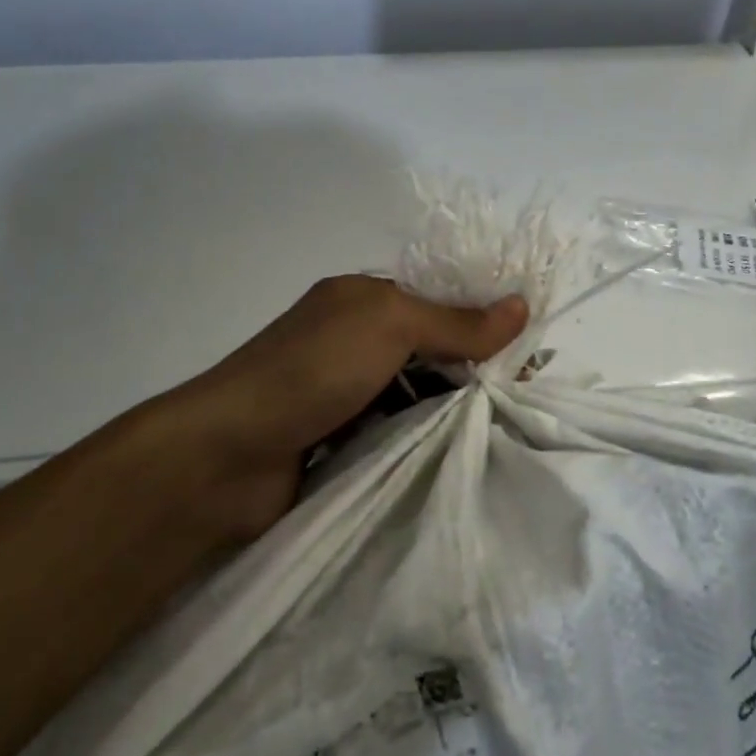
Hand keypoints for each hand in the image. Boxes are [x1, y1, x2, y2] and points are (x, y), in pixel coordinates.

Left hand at [154, 276, 527, 541]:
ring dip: (452, 406)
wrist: (227, 456)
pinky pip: (399, 430)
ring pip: (418, 392)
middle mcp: (357, 339)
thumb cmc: (313, 370)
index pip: (438, 300)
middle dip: (473, 366)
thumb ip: (456, 321)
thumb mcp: (390, 325)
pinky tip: (461, 450)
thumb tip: (522, 305)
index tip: (528, 349)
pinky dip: (426, 436)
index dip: (482, 319)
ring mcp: (348, 392)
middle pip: (432, 347)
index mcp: (364, 299)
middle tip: (523, 394)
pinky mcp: (343, 440)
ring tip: (504, 426)